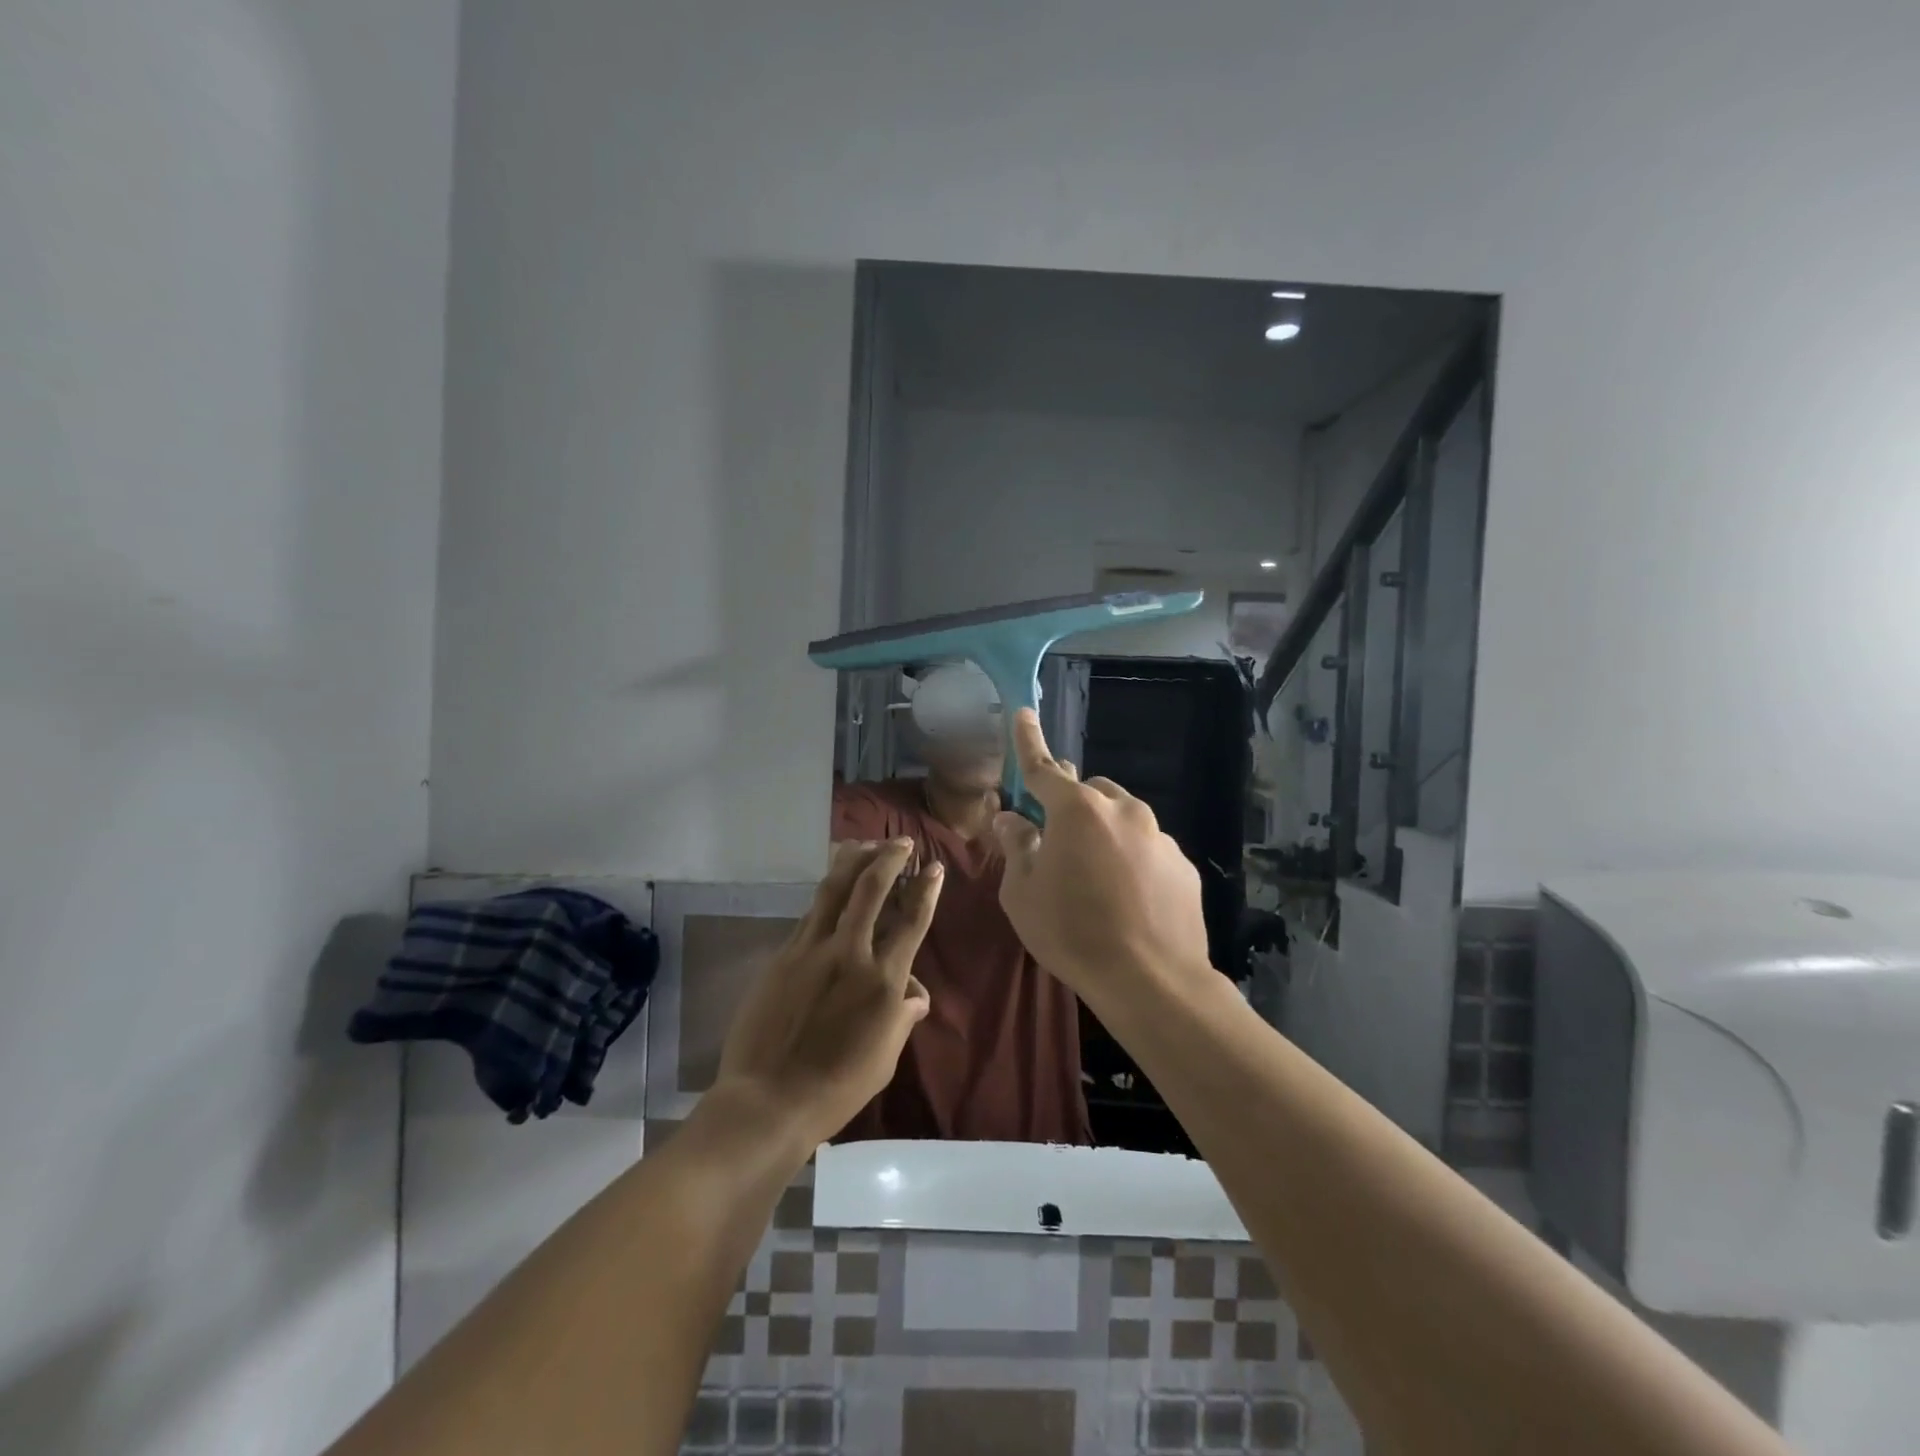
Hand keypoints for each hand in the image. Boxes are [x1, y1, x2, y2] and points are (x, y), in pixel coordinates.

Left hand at [714, 839, 939, 1144]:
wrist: (768, 1100)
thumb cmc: (837, 1088)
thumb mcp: (885, 1058)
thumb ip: (902, 1017)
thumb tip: (915, 993)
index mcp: (882, 981)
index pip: (912, 922)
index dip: (926, 890)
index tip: (934, 866)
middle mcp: (849, 953)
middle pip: (871, 889)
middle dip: (889, 858)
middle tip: (901, 842)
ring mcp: (811, 950)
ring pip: (834, 890)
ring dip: (852, 861)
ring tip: (863, 843)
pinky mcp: (783, 956)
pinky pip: (809, 915)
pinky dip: (826, 894)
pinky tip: (831, 888)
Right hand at [991, 710, 1211, 1007]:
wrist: (1151, 981)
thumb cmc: (1072, 933)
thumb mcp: (1023, 894)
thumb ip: (1017, 846)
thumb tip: (1011, 819)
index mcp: (1077, 810)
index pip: (1043, 767)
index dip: (1029, 741)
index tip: (1024, 712)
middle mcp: (1122, 810)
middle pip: (1088, 792)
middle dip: (1071, 806)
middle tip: (1058, 843)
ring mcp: (1159, 836)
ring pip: (1122, 819)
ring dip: (1104, 834)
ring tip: (1096, 881)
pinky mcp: (1183, 864)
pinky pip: (1149, 849)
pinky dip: (1133, 860)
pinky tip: (1130, 900)